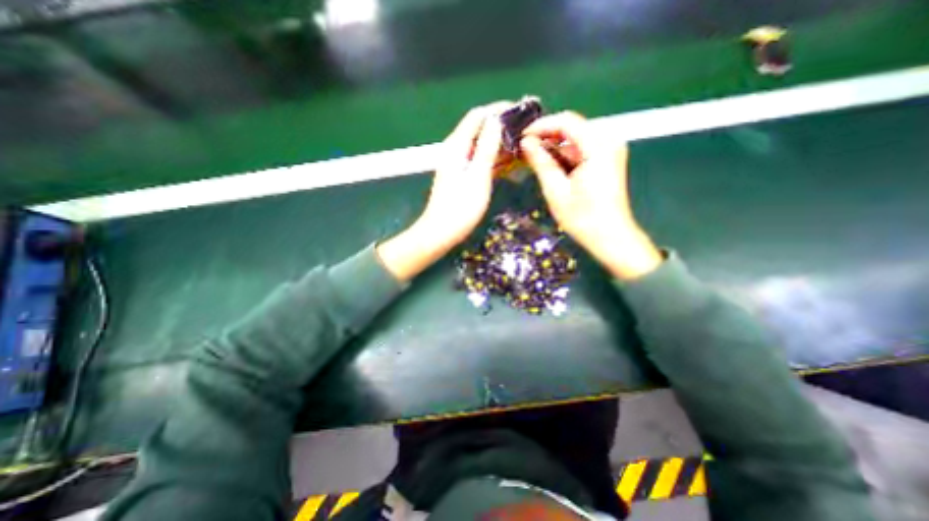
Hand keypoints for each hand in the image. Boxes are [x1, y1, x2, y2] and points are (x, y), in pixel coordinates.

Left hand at [375, 102, 507, 280]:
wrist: (441, 232)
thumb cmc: (460, 207)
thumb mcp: (477, 176)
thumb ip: (486, 147)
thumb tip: (495, 121)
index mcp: (457, 146)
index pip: (477, 116)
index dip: (497, 109)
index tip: (519, 111)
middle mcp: (456, 150)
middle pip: (479, 128)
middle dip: (501, 125)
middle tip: (525, 129)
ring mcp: (458, 163)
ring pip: (481, 145)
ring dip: (499, 142)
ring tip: (521, 144)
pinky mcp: (462, 175)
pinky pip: (480, 160)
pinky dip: (494, 158)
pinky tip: (508, 162)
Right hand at [520, 110, 664, 280]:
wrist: (610, 236)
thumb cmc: (582, 217)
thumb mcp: (556, 190)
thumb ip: (541, 162)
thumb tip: (526, 143)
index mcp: (598, 146)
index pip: (566, 121)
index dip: (541, 126)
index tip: (522, 137)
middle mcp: (608, 140)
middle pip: (572, 126)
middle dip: (547, 135)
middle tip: (526, 148)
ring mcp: (610, 149)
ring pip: (576, 137)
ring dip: (554, 145)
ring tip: (534, 157)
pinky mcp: (608, 159)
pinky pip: (582, 148)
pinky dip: (565, 154)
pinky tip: (551, 164)